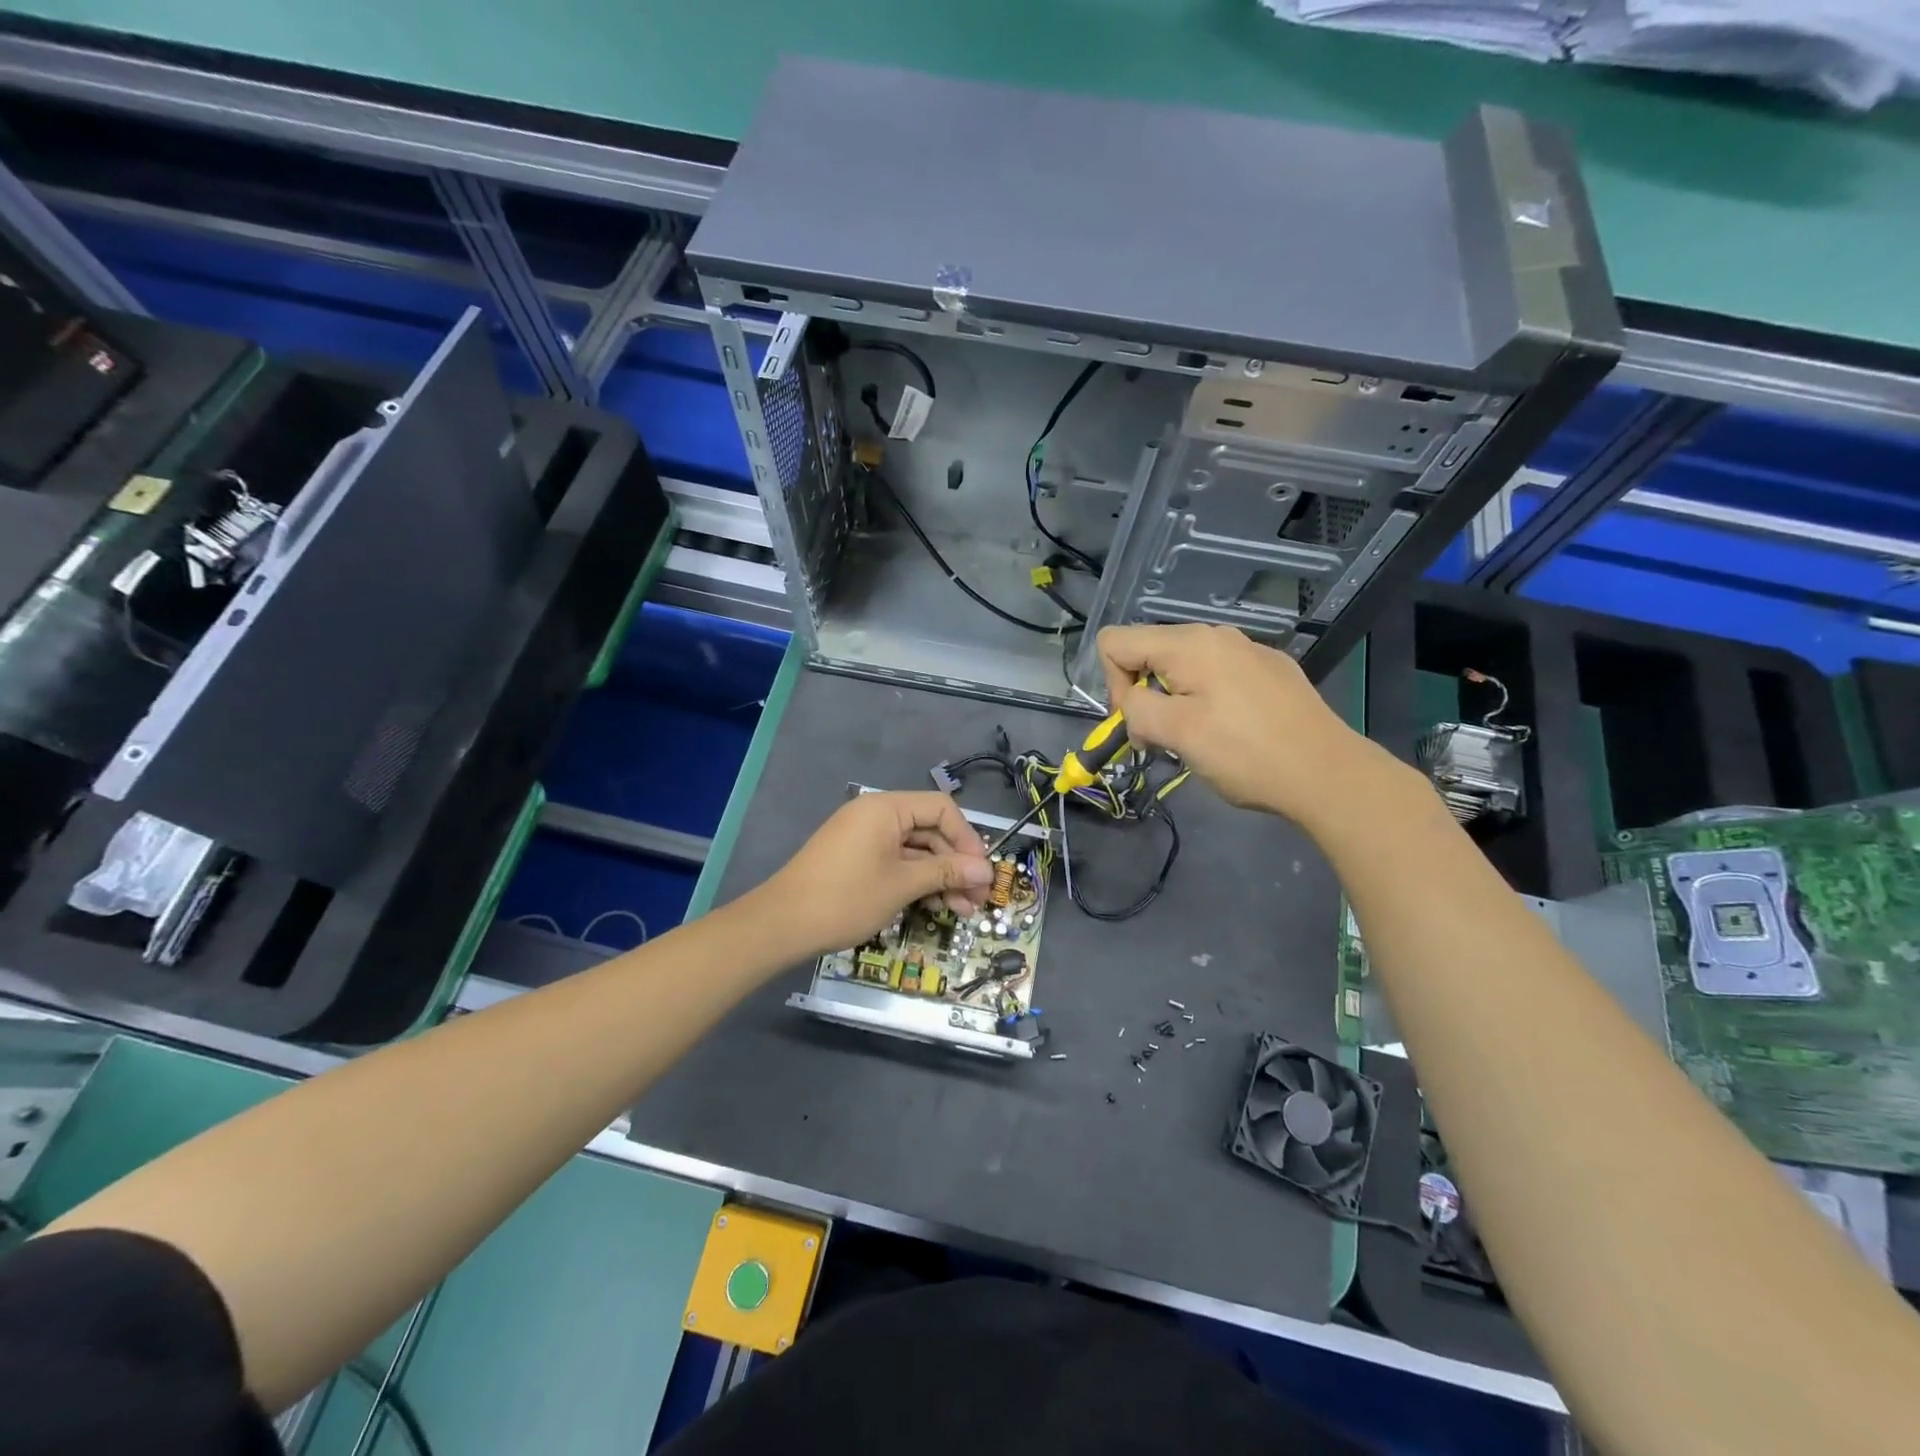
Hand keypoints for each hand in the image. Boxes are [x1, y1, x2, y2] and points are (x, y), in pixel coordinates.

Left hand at [751, 792, 993, 956]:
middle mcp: (876, 815)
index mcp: (886, 808)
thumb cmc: (846, 898)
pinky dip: (916, 881)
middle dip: (956, 864)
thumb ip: (946, 872)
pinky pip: (896, 861)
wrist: (781, 924)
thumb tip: (986, 871)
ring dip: (940, 878)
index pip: (941, 809)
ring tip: (961, 911)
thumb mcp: (902, 885)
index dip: (967, 839)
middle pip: (930, 831)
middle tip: (978, 900)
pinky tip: (933, 906)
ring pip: (915, 850)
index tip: (983, 873)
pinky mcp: (856, 859)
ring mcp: (864, 838)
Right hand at [1098, 623, 1379, 824]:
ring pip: (1181, 665)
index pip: (1115, 641)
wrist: (1328, 773)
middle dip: (1141, 693)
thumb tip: (1131, 703)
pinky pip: (1215, 674)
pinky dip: (1204, 699)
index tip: (1138, 722)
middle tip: (1161, 738)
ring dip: (1172, 700)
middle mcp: (1215, 635)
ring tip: (1194, 739)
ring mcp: (1246, 650)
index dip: (1112, 684)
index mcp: (1189, 644)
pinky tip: (1230, 731)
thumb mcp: (1177, 734)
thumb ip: (1136, 709)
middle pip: (1148, 650)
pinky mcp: (1268, 670)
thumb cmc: (1246, 754)